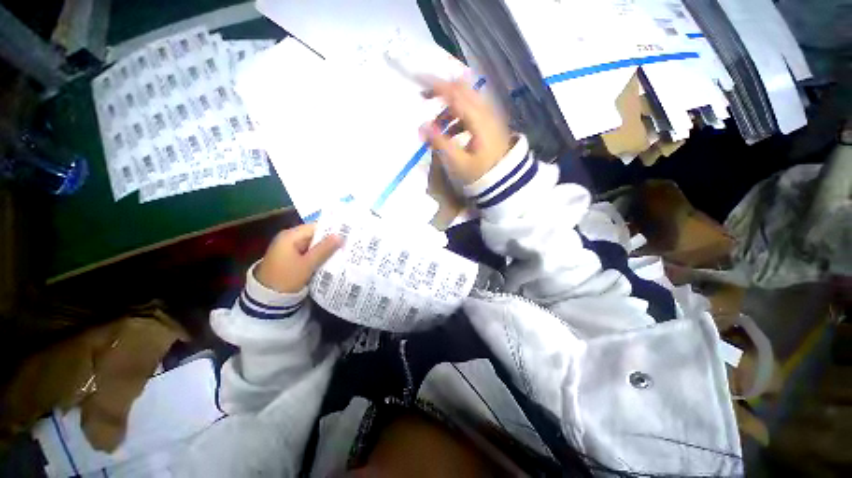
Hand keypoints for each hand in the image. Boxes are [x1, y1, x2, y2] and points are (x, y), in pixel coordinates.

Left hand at [255, 224, 341, 293]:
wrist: (267, 298)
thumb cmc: (287, 278)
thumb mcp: (307, 264)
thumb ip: (324, 249)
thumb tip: (340, 236)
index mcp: (290, 236)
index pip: (315, 227)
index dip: (331, 229)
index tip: (348, 234)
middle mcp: (289, 239)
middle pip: (314, 235)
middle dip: (330, 240)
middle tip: (348, 243)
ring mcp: (289, 249)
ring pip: (312, 244)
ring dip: (325, 248)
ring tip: (343, 251)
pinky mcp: (291, 258)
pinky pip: (308, 252)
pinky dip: (318, 255)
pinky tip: (331, 259)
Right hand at [420, 78, 511, 184]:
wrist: (506, 181)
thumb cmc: (481, 174)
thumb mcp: (458, 163)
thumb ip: (440, 143)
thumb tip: (422, 126)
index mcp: (478, 119)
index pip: (455, 93)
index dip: (435, 85)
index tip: (417, 79)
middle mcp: (486, 111)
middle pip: (462, 89)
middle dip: (441, 90)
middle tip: (424, 98)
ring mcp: (490, 116)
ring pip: (467, 99)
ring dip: (449, 106)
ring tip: (437, 126)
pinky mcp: (490, 123)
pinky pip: (472, 110)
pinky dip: (458, 115)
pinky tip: (450, 132)